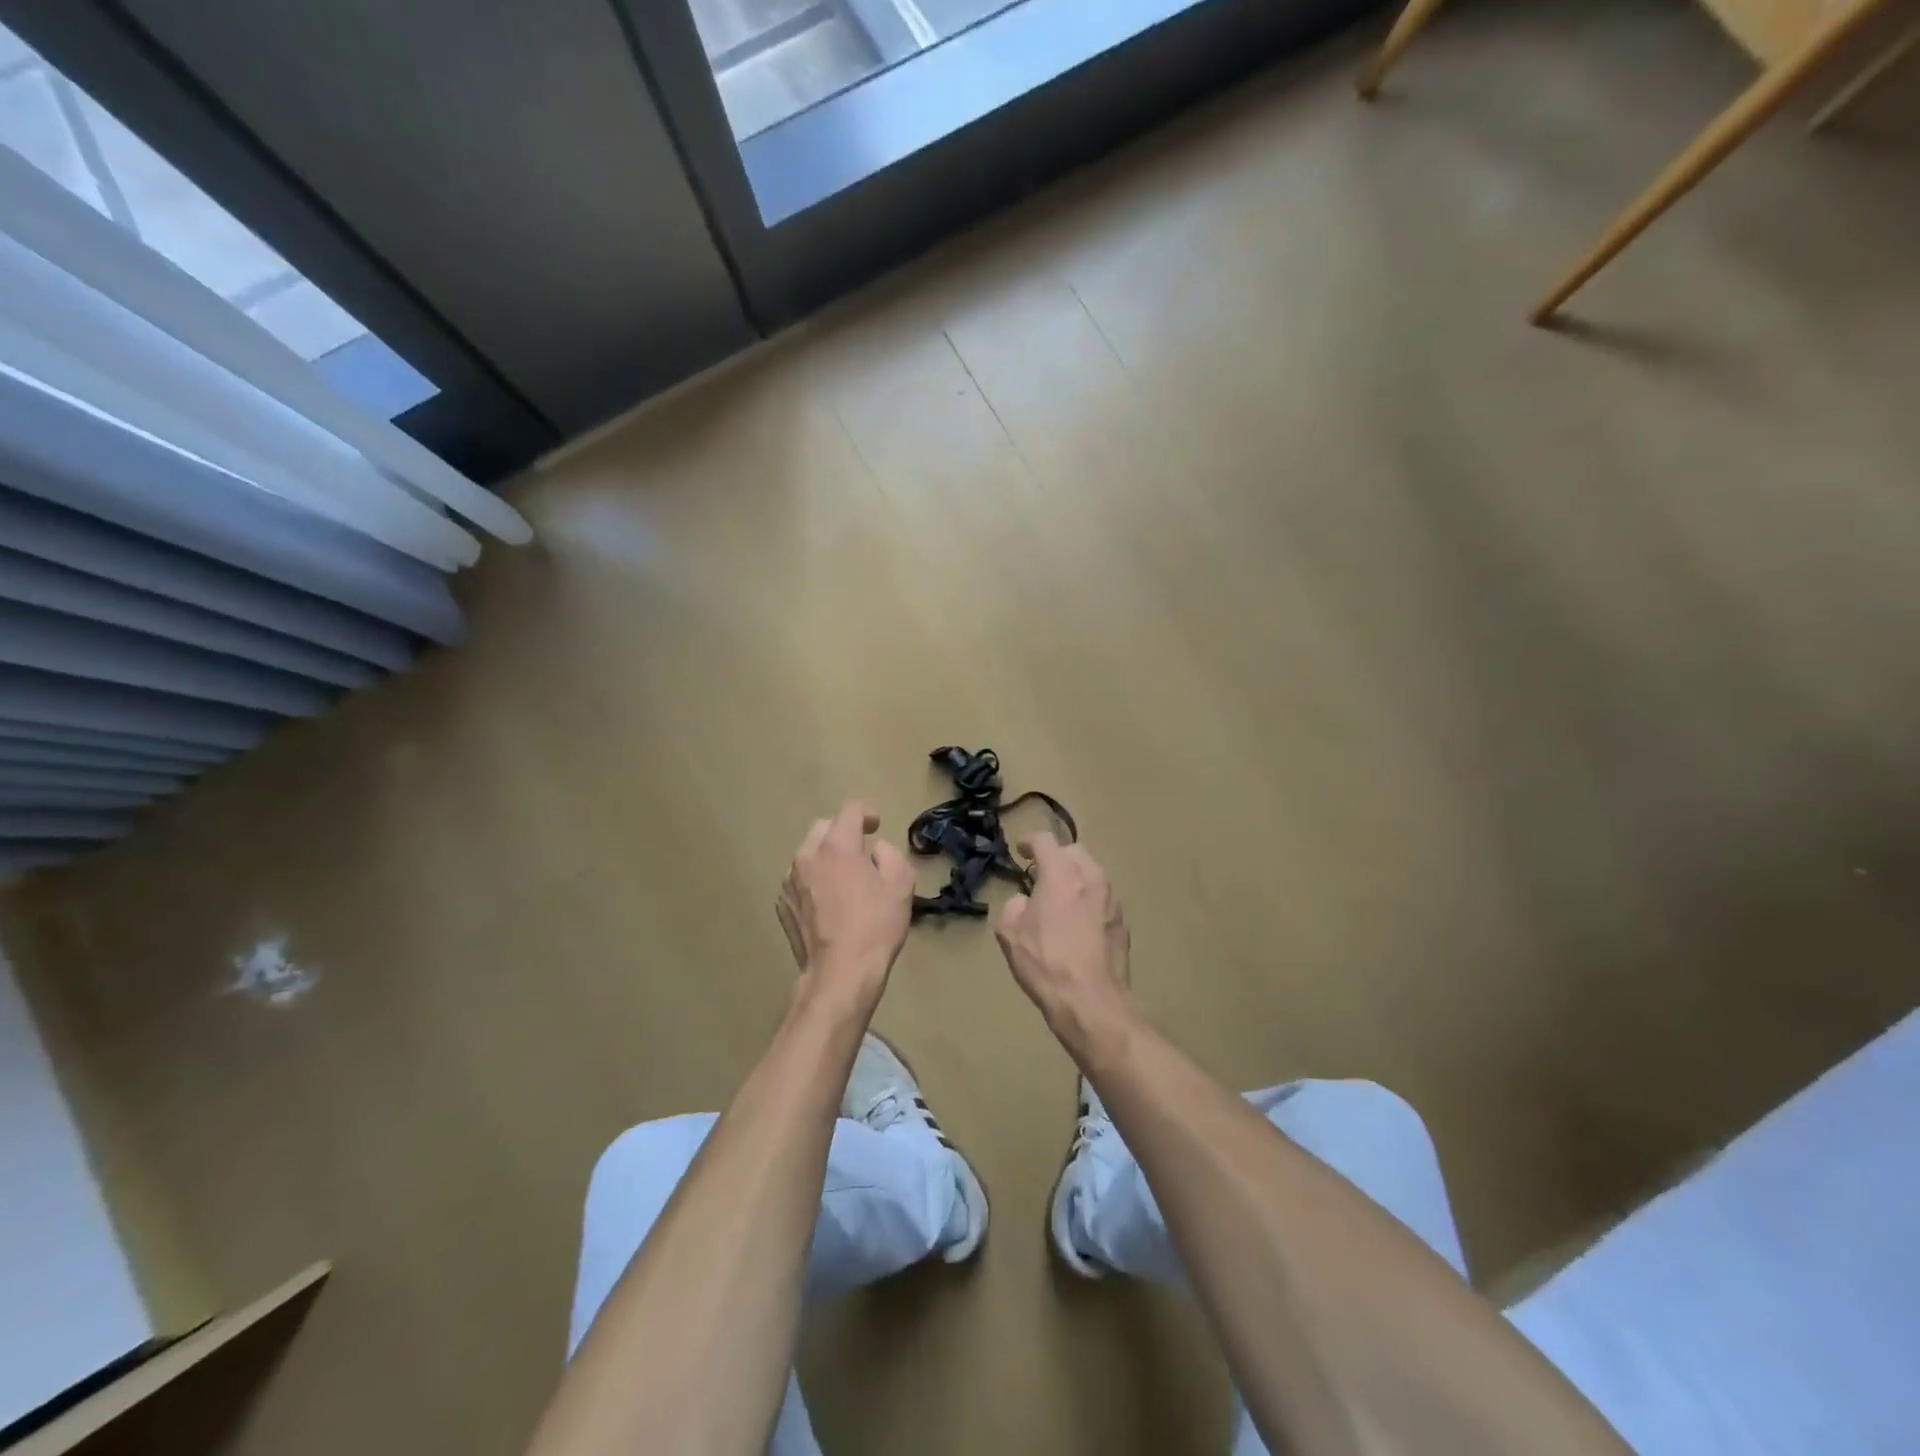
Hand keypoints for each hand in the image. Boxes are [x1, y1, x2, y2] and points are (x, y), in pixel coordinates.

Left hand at [776, 800, 915, 1014]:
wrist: (840, 974)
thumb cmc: (875, 927)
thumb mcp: (901, 886)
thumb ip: (891, 856)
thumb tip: (876, 851)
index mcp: (837, 846)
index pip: (849, 810)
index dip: (866, 813)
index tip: (876, 826)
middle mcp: (807, 856)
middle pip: (824, 828)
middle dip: (843, 832)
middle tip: (862, 851)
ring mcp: (789, 881)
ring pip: (808, 854)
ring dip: (826, 857)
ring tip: (844, 879)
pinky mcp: (782, 904)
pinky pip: (799, 880)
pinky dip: (814, 881)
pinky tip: (828, 903)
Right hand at [994, 834, 1131, 1029]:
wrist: (1091, 1000)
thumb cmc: (1046, 962)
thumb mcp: (1010, 932)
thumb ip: (1014, 905)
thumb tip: (1025, 901)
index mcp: (1061, 874)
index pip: (1045, 841)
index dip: (1029, 841)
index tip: (1020, 850)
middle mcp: (1091, 877)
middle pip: (1073, 851)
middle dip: (1056, 857)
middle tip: (1040, 874)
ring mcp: (1111, 898)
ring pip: (1092, 872)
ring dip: (1075, 876)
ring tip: (1060, 896)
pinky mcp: (1122, 920)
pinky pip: (1102, 896)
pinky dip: (1088, 897)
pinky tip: (1078, 920)